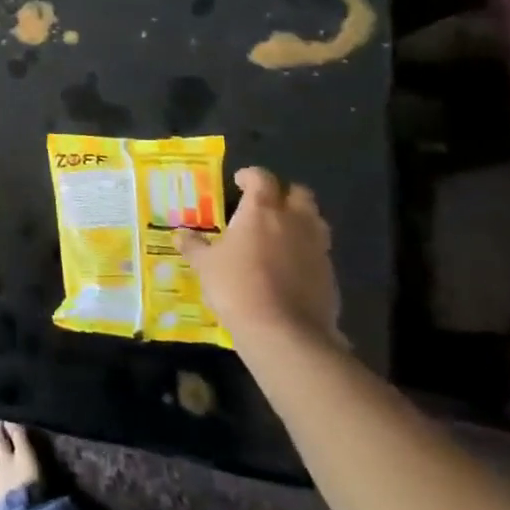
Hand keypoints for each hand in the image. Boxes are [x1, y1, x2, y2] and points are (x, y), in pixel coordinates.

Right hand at [178, 167, 342, 353]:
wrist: (283, 332)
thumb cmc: (237, 287)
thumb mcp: (205, 266)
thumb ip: (194, 246)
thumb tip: (180, 234)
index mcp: (262, 210)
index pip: (262, 178)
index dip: (250, 176)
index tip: (239, 182)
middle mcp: (294, 221)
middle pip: (299, 193)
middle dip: (284, 194)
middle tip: (266, 206)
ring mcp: (316, 247)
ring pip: (316, 221)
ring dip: (301, 221)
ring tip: (281, 234)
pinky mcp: (330, 275)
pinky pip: (320, 252)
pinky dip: (307, 252)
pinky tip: (291, 268)